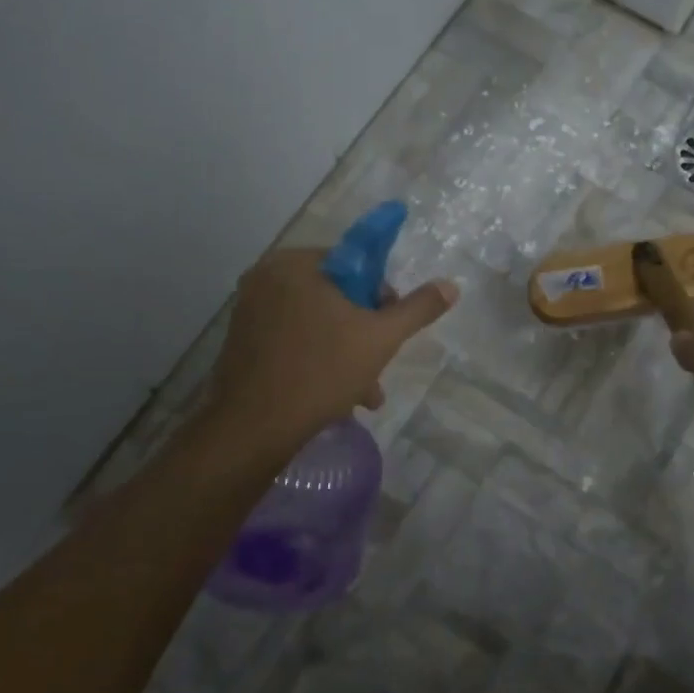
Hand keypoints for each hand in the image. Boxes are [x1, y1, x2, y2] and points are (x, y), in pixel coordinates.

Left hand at [211, 248, 457, 447]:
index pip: (355, 264)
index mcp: (295, 264)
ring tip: (365, 393)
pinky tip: (339, 397)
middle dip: (364, 332)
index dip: (380, 295)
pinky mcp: (243, 343)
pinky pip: (294, 341)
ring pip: (316, 323)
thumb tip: (451, 286)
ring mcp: (250, 311)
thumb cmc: (320, 371)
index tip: (389, 327)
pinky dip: (318, 360)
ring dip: (346, 354)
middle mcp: (266, 279)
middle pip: (336, 296)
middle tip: (379, 365)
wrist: (253, 428)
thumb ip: (417, 309)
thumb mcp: (380, 338)